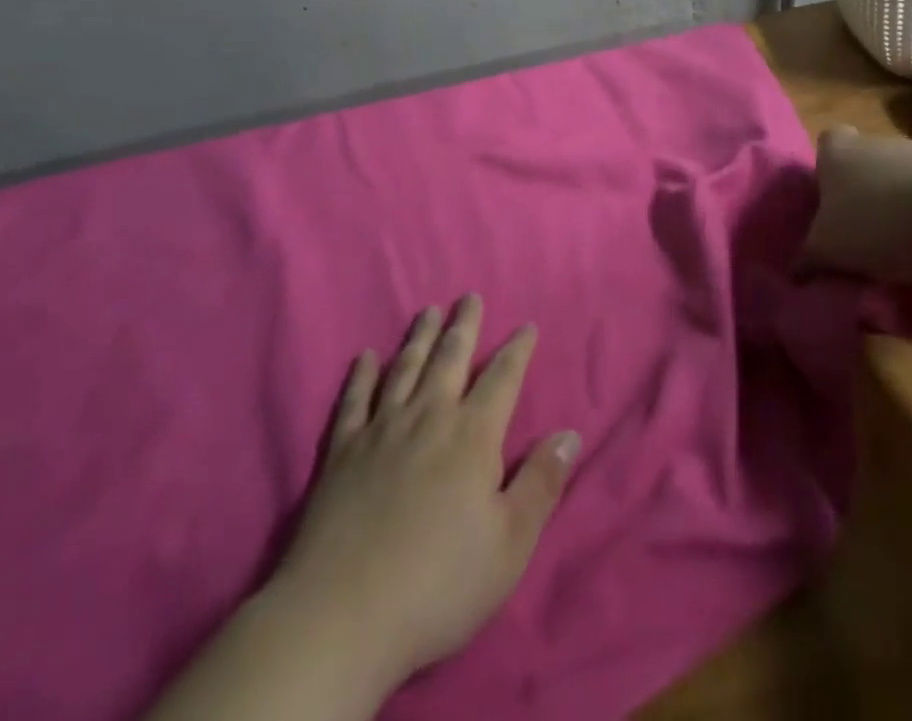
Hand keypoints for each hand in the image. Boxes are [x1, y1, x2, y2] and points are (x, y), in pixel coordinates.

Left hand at [275, 295, 579, 687]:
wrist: (343, 614)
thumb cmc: (439, 583)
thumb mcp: (509, 545)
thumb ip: (541, 484)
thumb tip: (570, 434)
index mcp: (472, 436)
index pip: (502, 378)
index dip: (517, 350)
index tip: (527, 325)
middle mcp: (428, 417)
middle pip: (450, 358)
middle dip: (464, 326)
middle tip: (469, 297)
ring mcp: (381, 429)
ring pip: (405, 367)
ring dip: (418, 337)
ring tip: (428, 310)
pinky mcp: (342, 450)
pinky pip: (354, 400)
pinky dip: (361, 375)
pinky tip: (365, 357)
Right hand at [800, 125, 911, 282]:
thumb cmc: (876, 222)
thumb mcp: (828, 249)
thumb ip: (808, 258)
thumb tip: (793, 272)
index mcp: (837, 151)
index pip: (826, 144)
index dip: (826, 169)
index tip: (830, 201)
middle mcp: (875, 142)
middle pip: (864, 162)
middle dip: (864, 193)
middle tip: (862, 233)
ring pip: (901, 179)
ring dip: (901, 207)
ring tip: (902, 250)